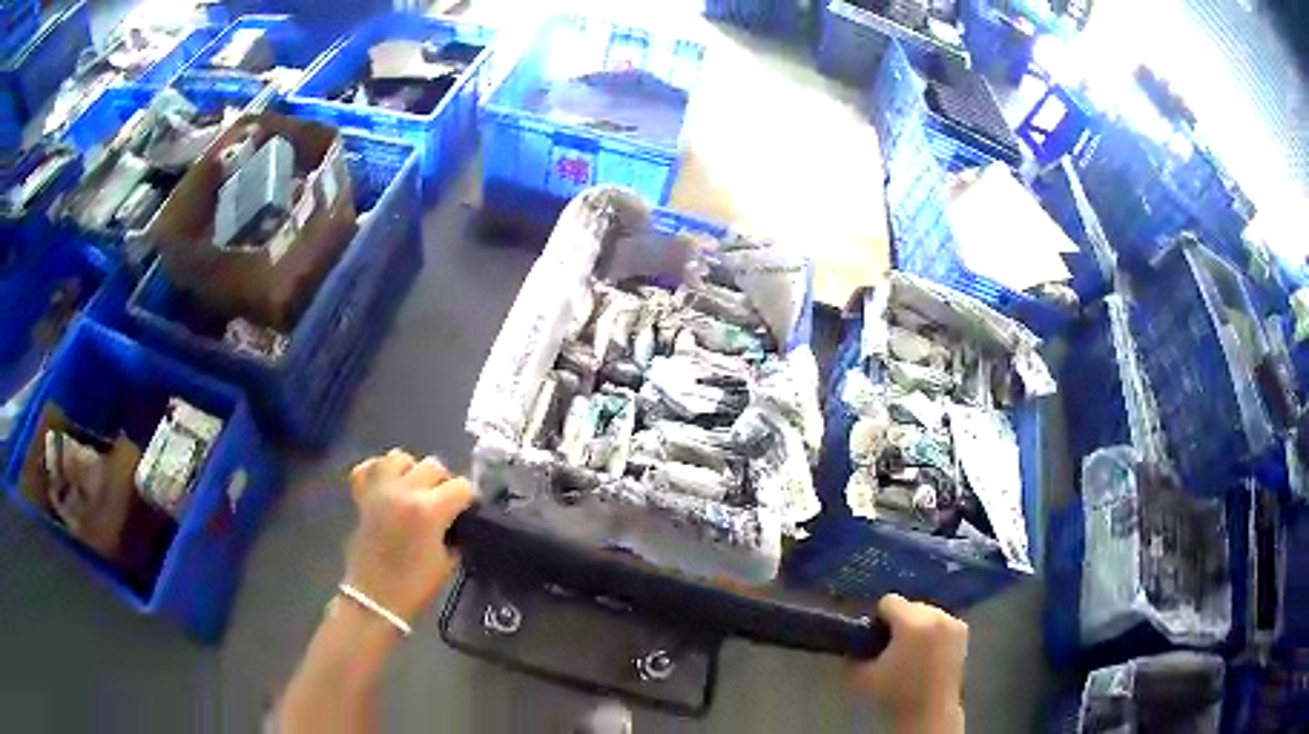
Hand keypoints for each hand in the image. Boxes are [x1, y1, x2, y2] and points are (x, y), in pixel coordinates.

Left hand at [344, 450, 474, 624]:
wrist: (375, 598)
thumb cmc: (415, 586)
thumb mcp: (447, 561)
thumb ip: (455, 533)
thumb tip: (459, 520)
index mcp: (429, 510)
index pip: (461, 487)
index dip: (469, 499)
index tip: (469, 512)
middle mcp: (404, 492)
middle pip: (433, 465)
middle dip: (443, 482)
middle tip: (443, 504)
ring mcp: (380, 491)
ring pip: (400, 457)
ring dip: (411, 470)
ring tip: (414, 490)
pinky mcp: (362, 496)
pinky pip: (368, 467)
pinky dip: (379, 471)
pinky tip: (388, 485)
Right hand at [848, 594, 966, 731]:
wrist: (929, 713)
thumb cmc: (894, 694)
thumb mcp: (860, 676)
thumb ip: (853, 652)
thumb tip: (852, 640)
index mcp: (913, 622)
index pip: (889, 601)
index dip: (877, 619)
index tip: (873, 638)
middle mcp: (937, 615)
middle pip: (910, 605)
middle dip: (898, 621)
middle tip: (890, 646)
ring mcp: (954, 622)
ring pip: (926, 611)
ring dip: (916, 624)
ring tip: (909, 650)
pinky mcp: (963, 631)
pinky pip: (940, 621)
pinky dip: (931, 630)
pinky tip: (925, 652)